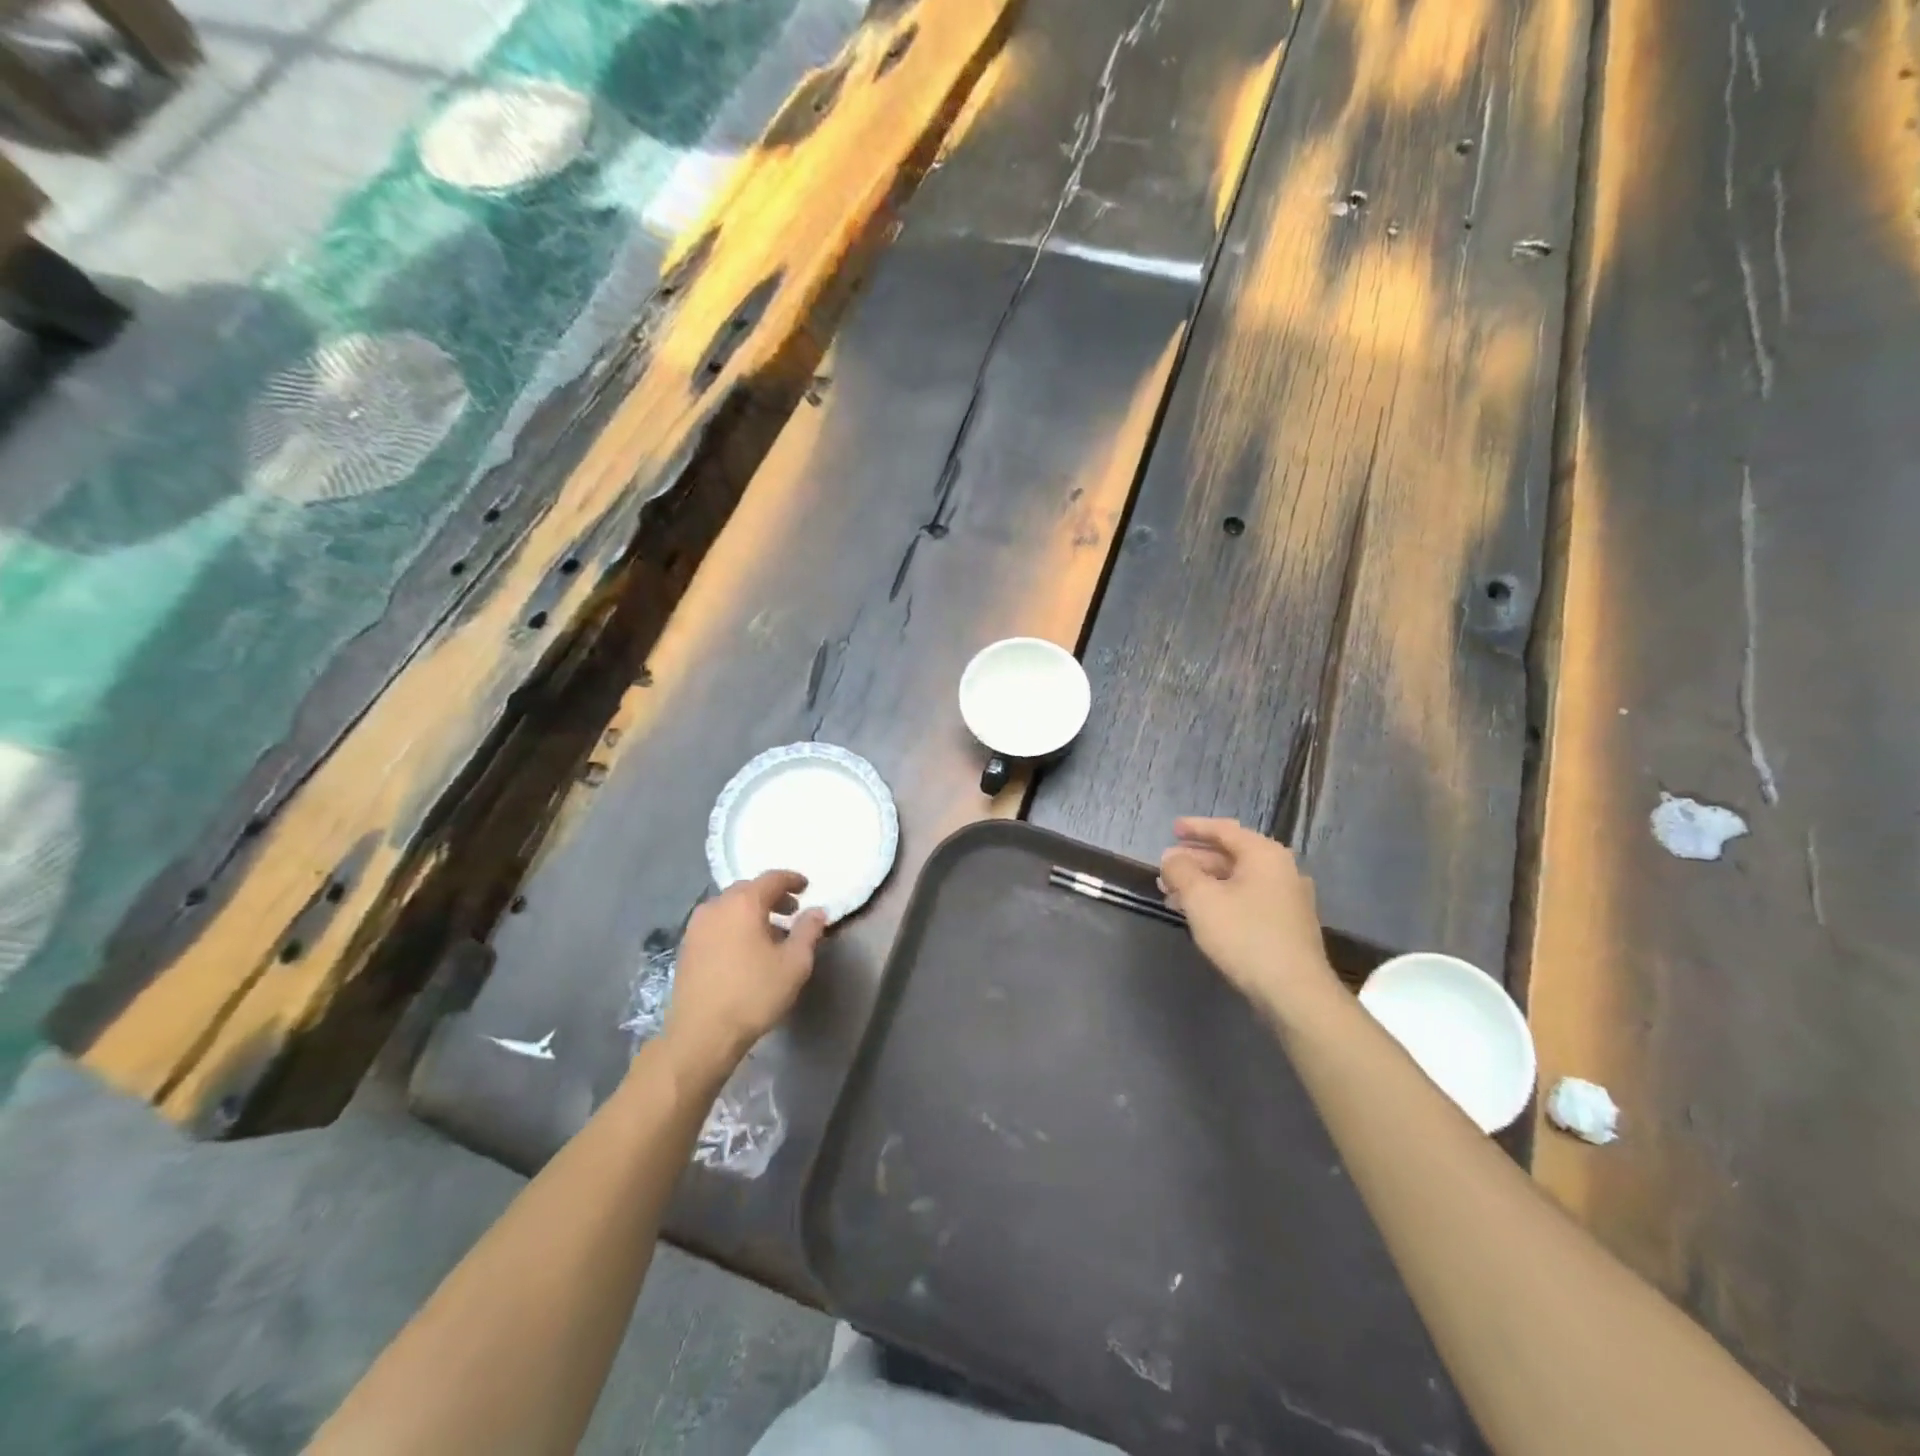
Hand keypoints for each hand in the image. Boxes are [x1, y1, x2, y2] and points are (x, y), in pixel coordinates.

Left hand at [661, 871, 827, 1076]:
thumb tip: (816, 911)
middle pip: (748, 890)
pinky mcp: (686, 947)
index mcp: (743, 903)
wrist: (701, 1034)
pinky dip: (734, 926)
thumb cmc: (754, 994)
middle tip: (791, 911)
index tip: (806, 887)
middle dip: (771, 896)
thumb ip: (808, 931)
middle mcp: (716, 906)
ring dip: (751, 912)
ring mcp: (696, 927)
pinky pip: (716, 924)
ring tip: (770, 933)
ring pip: (729, 907)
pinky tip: (745, 949)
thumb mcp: (794, 963)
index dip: (792, 880)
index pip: (771, 878)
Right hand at [1159, 818, 1339, 1019]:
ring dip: (1204, 883)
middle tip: (1166, 869)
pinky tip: (1199, 915)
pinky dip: (1220, 900)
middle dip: (1194, 861)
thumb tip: (1171, 858)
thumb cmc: (1245, 935)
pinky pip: (1246, 899)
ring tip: (1172, 895)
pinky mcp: (1286, 924)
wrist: (1294, 992)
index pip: (1224, 830)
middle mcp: (1281, 870)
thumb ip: (1181, 871)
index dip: (1195, 828)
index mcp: (1264, 854)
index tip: (1172, 829)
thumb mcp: (1201, 899)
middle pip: (1230, 855)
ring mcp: (1287, 898)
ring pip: (1236, 880)